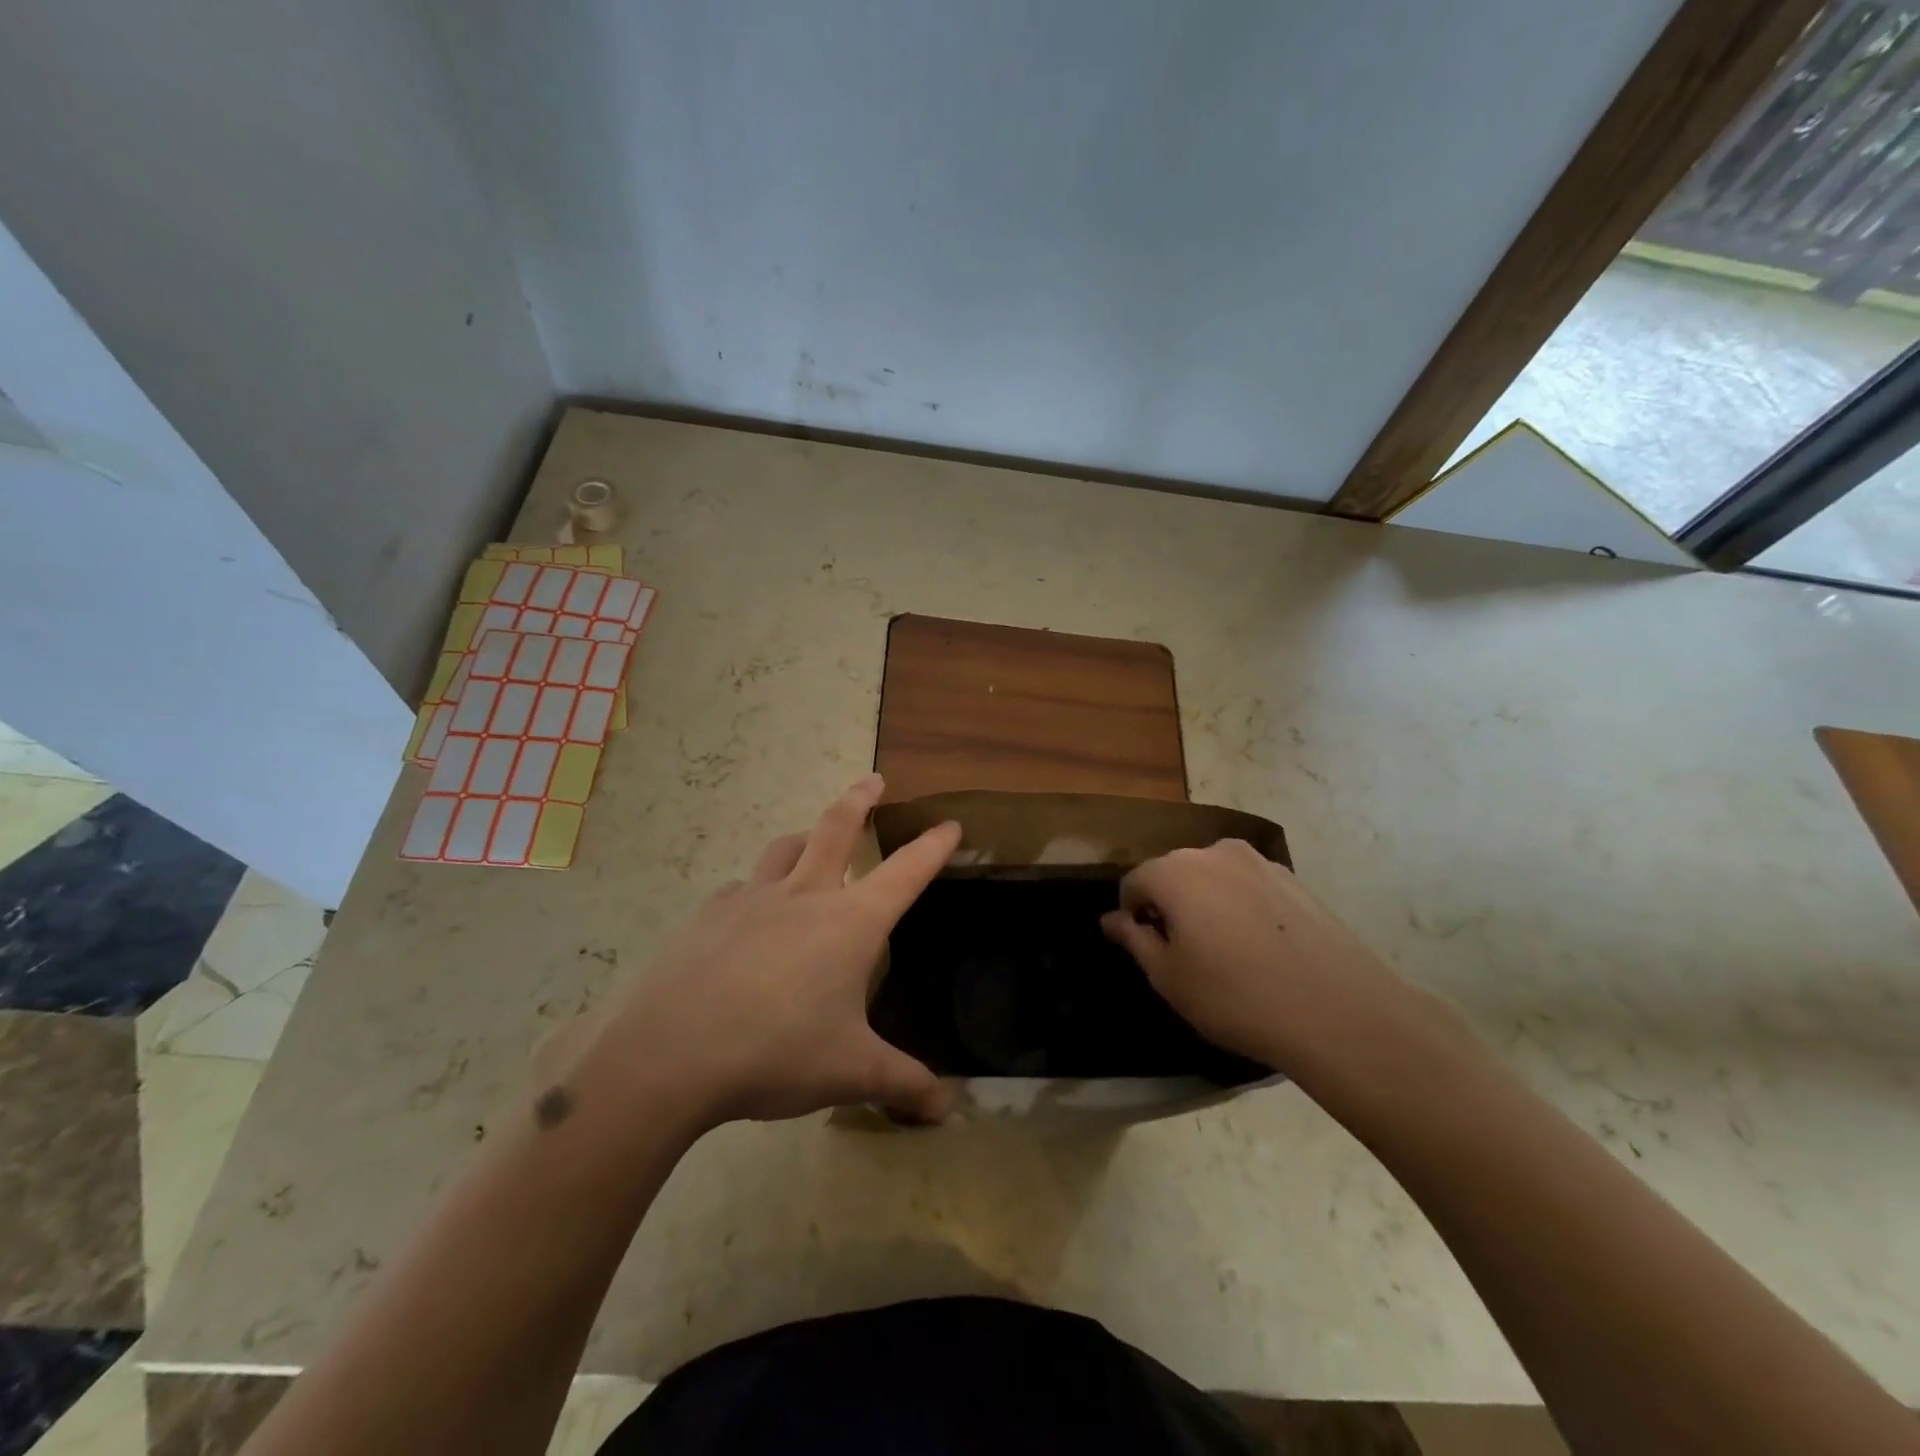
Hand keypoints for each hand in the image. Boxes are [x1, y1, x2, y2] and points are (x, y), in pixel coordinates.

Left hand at [558, 774, 960, 1130]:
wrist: (668, 1052)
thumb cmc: (776, 1052)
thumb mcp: (850, 1072)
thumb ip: (903, 1085)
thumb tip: (947, 1110)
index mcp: (851, 922)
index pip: (906, 872)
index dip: (933, 847)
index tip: (949, 824)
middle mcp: (805, 895)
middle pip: (837, 827)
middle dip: (861, 799)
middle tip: (874, 781)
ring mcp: (751, 899)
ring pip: (784, 848)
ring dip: (805, 837)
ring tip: (810, 840)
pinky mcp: (707, 915)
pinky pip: (740, 889)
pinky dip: (755, 891)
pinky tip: (748, 915)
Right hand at [1099, 839, 1422, 1069]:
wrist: (1339, 1011)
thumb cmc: (1236, 996)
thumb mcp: (1169, 977)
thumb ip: (1134, 939)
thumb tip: (1111, 919)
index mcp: (1175, 871)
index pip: (1134, 882)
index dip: (1131, 916)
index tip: (1147, 950)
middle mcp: (1213, 852)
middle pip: (1174, 873)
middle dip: (1169, 904)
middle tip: (1183, 953)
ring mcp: (1259, 861)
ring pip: (1213, 877)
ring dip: (1206, 903)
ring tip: (1226, 951)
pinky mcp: (1294, 878)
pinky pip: (1249, 885)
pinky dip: (1241, 906)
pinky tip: (1261, 948)